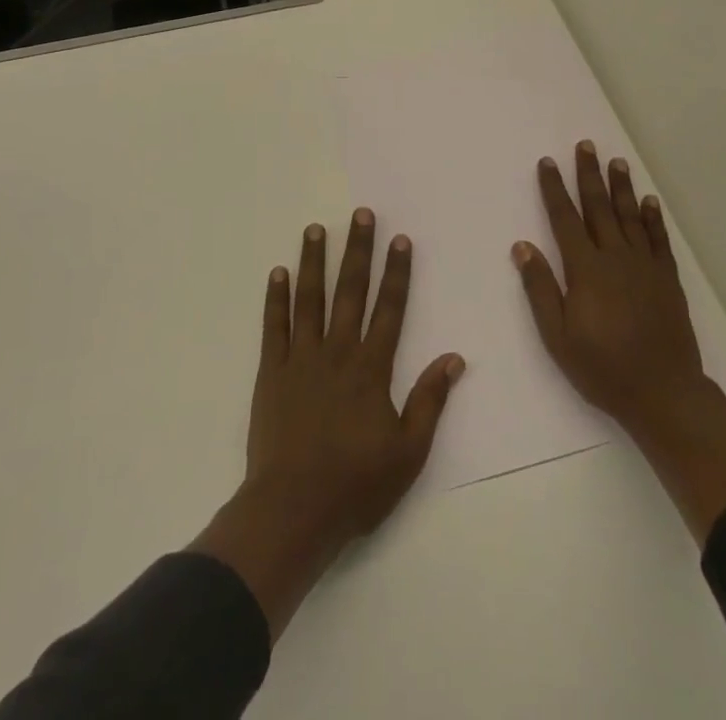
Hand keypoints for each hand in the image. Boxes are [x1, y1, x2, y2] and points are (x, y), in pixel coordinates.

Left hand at [191, 208, 464, 637]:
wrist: (293, 511)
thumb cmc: (356, 485)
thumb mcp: (409, 452)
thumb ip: (430, 400)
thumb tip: (454, 358)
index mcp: (371, 368)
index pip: (390, 308)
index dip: (397, 272)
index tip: (400, 239)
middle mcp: (337, 352)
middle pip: (350, 292)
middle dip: (358, 251)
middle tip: (361, 214)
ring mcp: (300, 359)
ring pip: (309, 299)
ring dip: (314, 262)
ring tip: (316, 229)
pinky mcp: (270, 373)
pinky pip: (274, 327)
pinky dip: (276, 298)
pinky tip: (278, 273)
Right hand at [515, 143, 725, 540]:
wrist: (663, 393)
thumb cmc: (603, 368)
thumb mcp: (557, 337)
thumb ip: (540, 289)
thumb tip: (522, 246)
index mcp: (586, 270)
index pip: (565, 219)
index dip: (554, 189)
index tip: (547, 163)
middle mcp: (615, 258)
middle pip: (599, 207)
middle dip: (589, 174)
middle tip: (585, 145)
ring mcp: (645, 266)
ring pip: (630, 216)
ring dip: (621, 187)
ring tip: (616, 161)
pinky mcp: (667, 279)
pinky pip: (658, 240)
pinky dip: (653, 218)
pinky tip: (649, 201)